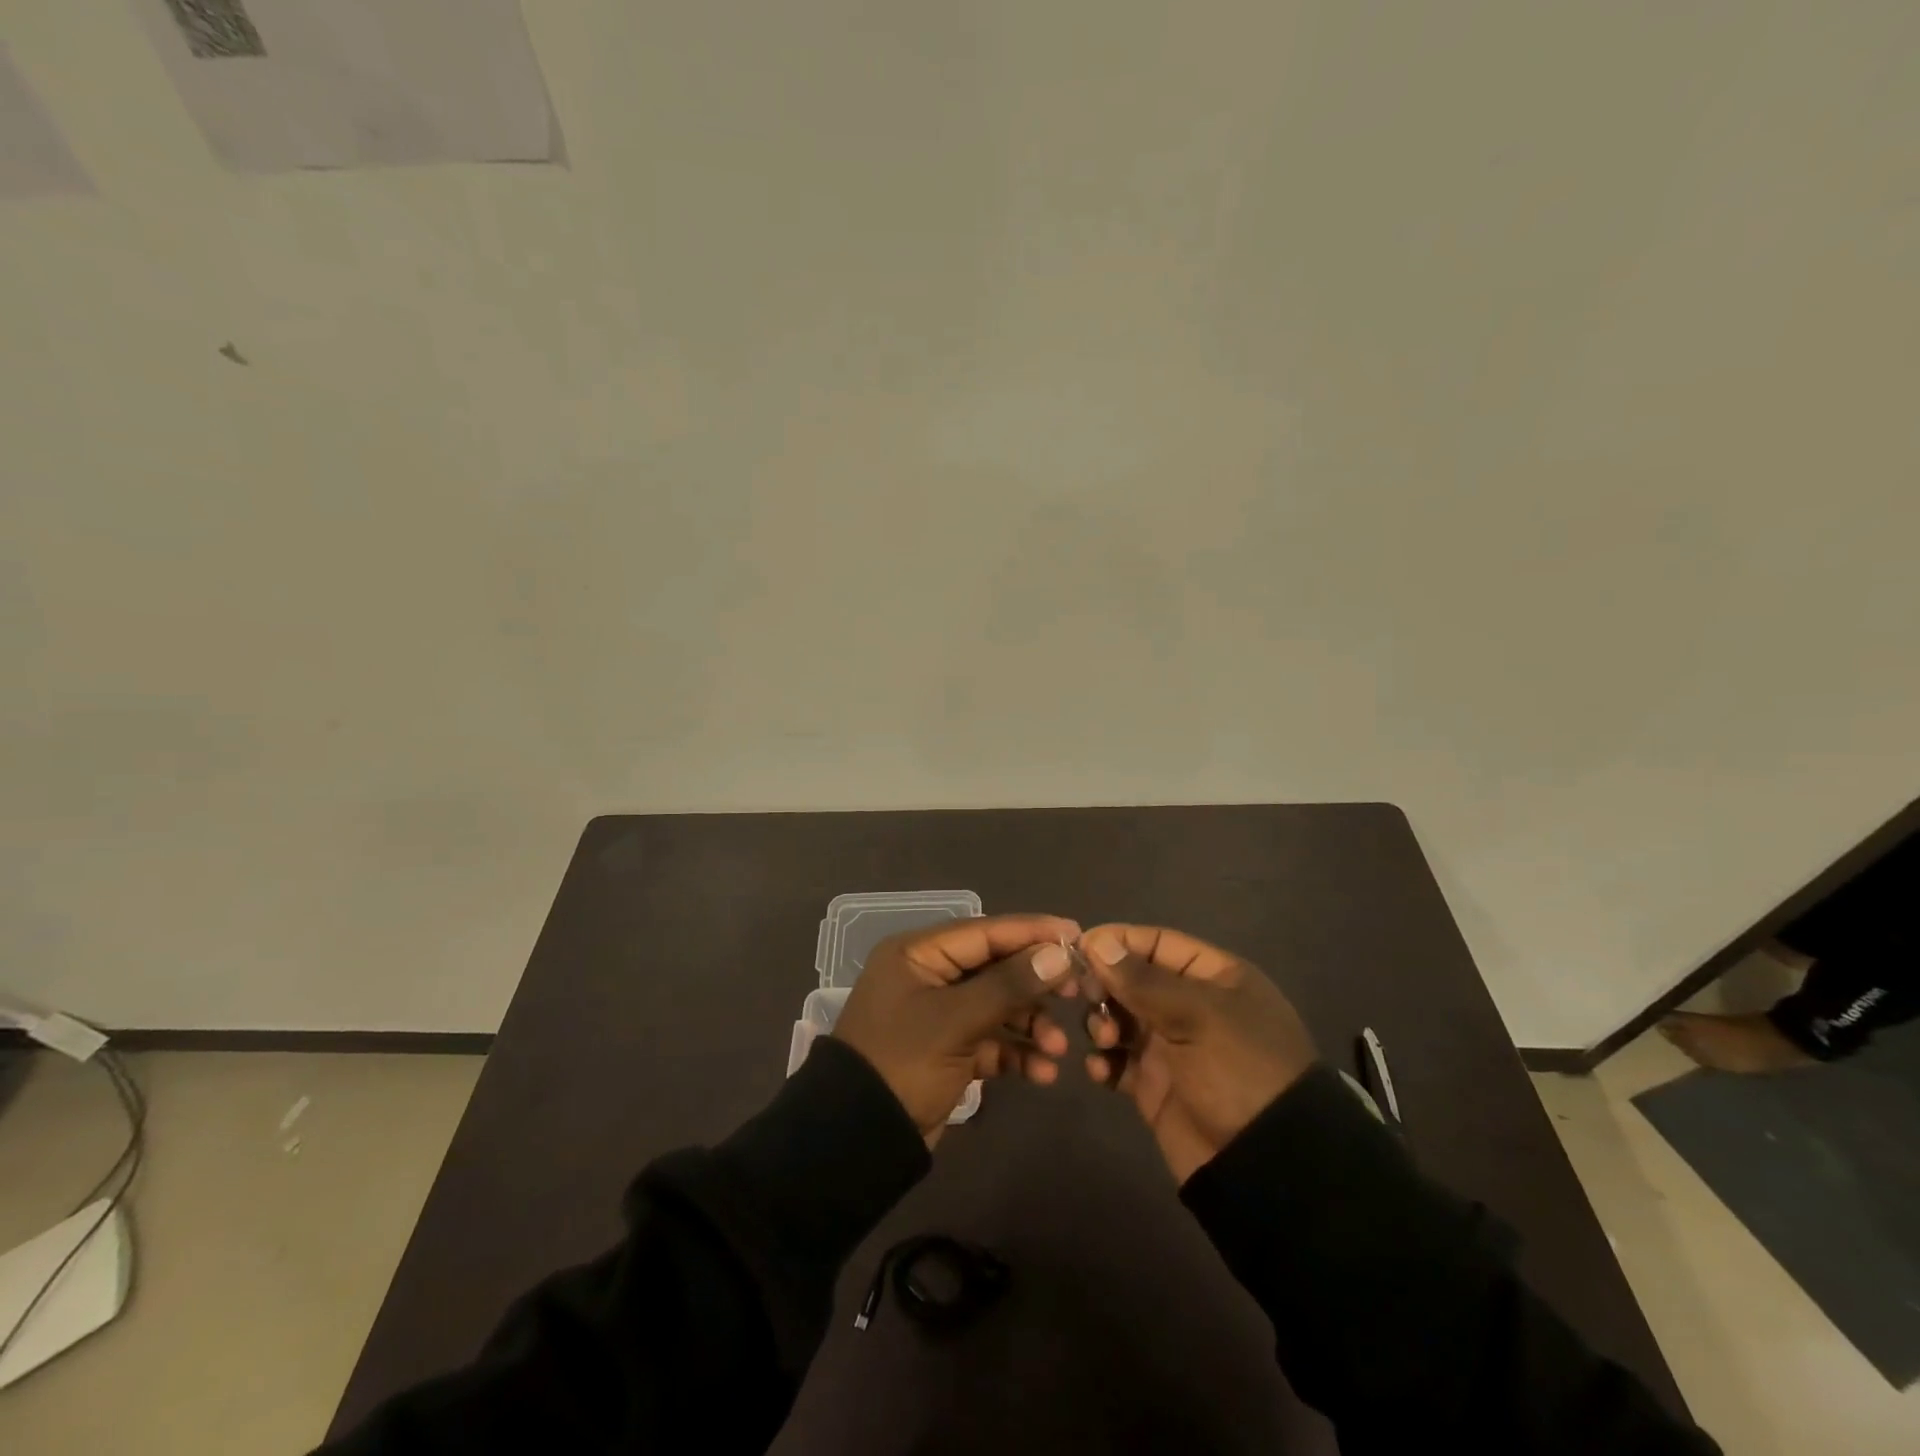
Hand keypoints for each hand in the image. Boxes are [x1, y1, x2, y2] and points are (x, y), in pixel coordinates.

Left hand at [834, 913, 1080, 1144]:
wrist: (858, 1140)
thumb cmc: (902, 1063)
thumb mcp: (955, 1021)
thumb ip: (1009, 985)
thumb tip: (1060, 954)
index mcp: (919, 954)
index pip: (985, 931)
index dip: (1032, 933)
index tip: (1077, 936)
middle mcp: (930, 976)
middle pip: (996, 968)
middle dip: (1036, 986)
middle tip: (1078, 994)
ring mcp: (940, 1014)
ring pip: (998, 1006)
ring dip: (1030, 1025)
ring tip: (1058, 1048)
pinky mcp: (949, 1050)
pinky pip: (991, 1040)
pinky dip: (1016, 1053)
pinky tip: (1042, 1073)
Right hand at [1081, 924, 1317, 1183]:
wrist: (1266, 1166)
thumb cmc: (1239, 1070)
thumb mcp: (1197, 1016)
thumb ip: (1142, 980)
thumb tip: (1096, 942)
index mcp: (1212, 977)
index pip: (1156, 943)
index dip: (1117, 942)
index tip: (1079, 948)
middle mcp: (1189, 1005)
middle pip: (1131, 979)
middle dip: (1105, 986)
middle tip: (1088, 998)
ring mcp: (1171, 1047)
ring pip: (1120, 1017)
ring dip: (1101, 1022)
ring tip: (1105, 1039)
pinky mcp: (1155, 1085)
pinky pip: (1118, 1061)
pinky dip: (1104, 1061)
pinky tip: (1099, 1069)